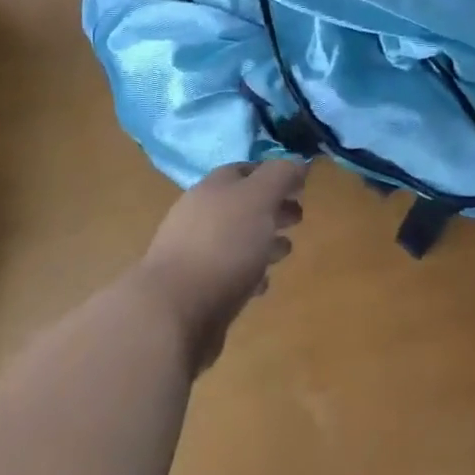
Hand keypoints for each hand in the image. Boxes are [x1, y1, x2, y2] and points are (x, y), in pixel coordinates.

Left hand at [135, 160, 307, 374]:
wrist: (173, 313)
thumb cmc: (222, 245)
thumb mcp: (259, 199)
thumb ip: (280, 176)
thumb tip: (298, 162)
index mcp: (213, 187)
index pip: (246, 170)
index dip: (274, 174)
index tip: (300, 185)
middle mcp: (200, 214)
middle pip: (241, 204)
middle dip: (271, 208)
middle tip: (299, 218)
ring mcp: (193, 253)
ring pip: (235, 239)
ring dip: (261, 241)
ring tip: (286, 251)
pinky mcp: (194, 290)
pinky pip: (227, 273)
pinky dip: (247, 273)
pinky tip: (262, 284)